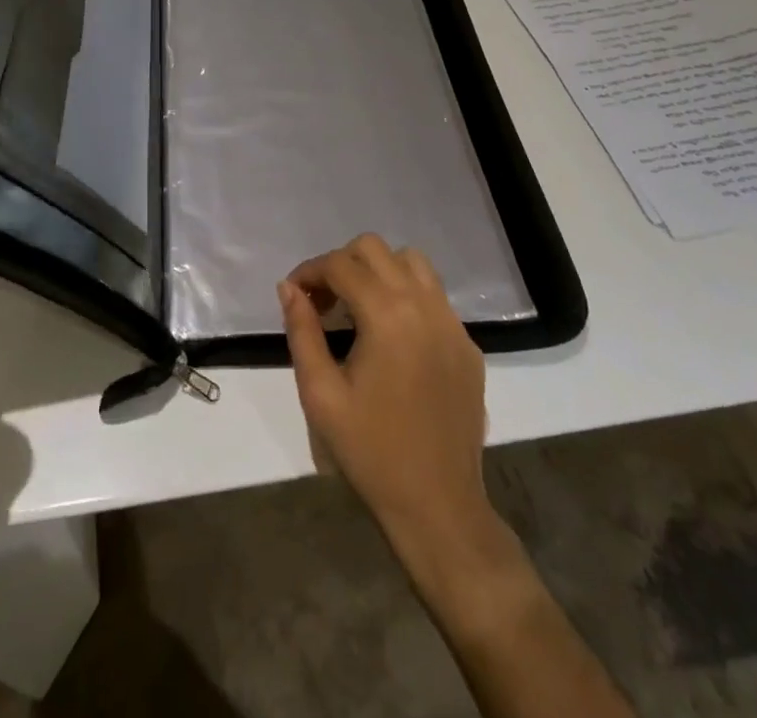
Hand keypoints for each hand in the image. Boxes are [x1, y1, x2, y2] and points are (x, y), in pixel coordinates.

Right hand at [280, 235, 512, 574]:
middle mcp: (424, 306)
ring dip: (379, 272)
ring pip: (412, 263)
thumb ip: (302, 331)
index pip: (341, 264)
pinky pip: (434, 297)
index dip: (310, 272)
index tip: (294, 295)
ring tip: (358, 308)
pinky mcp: (468, 345)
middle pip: (376, 249)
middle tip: (323, 302)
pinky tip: (392, 336)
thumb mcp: (320, 393)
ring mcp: (453, 324)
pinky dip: (407, 296)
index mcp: (387, 316)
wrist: (438, 506)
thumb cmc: (371, 451)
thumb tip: (288, 287)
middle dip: (342, 264)